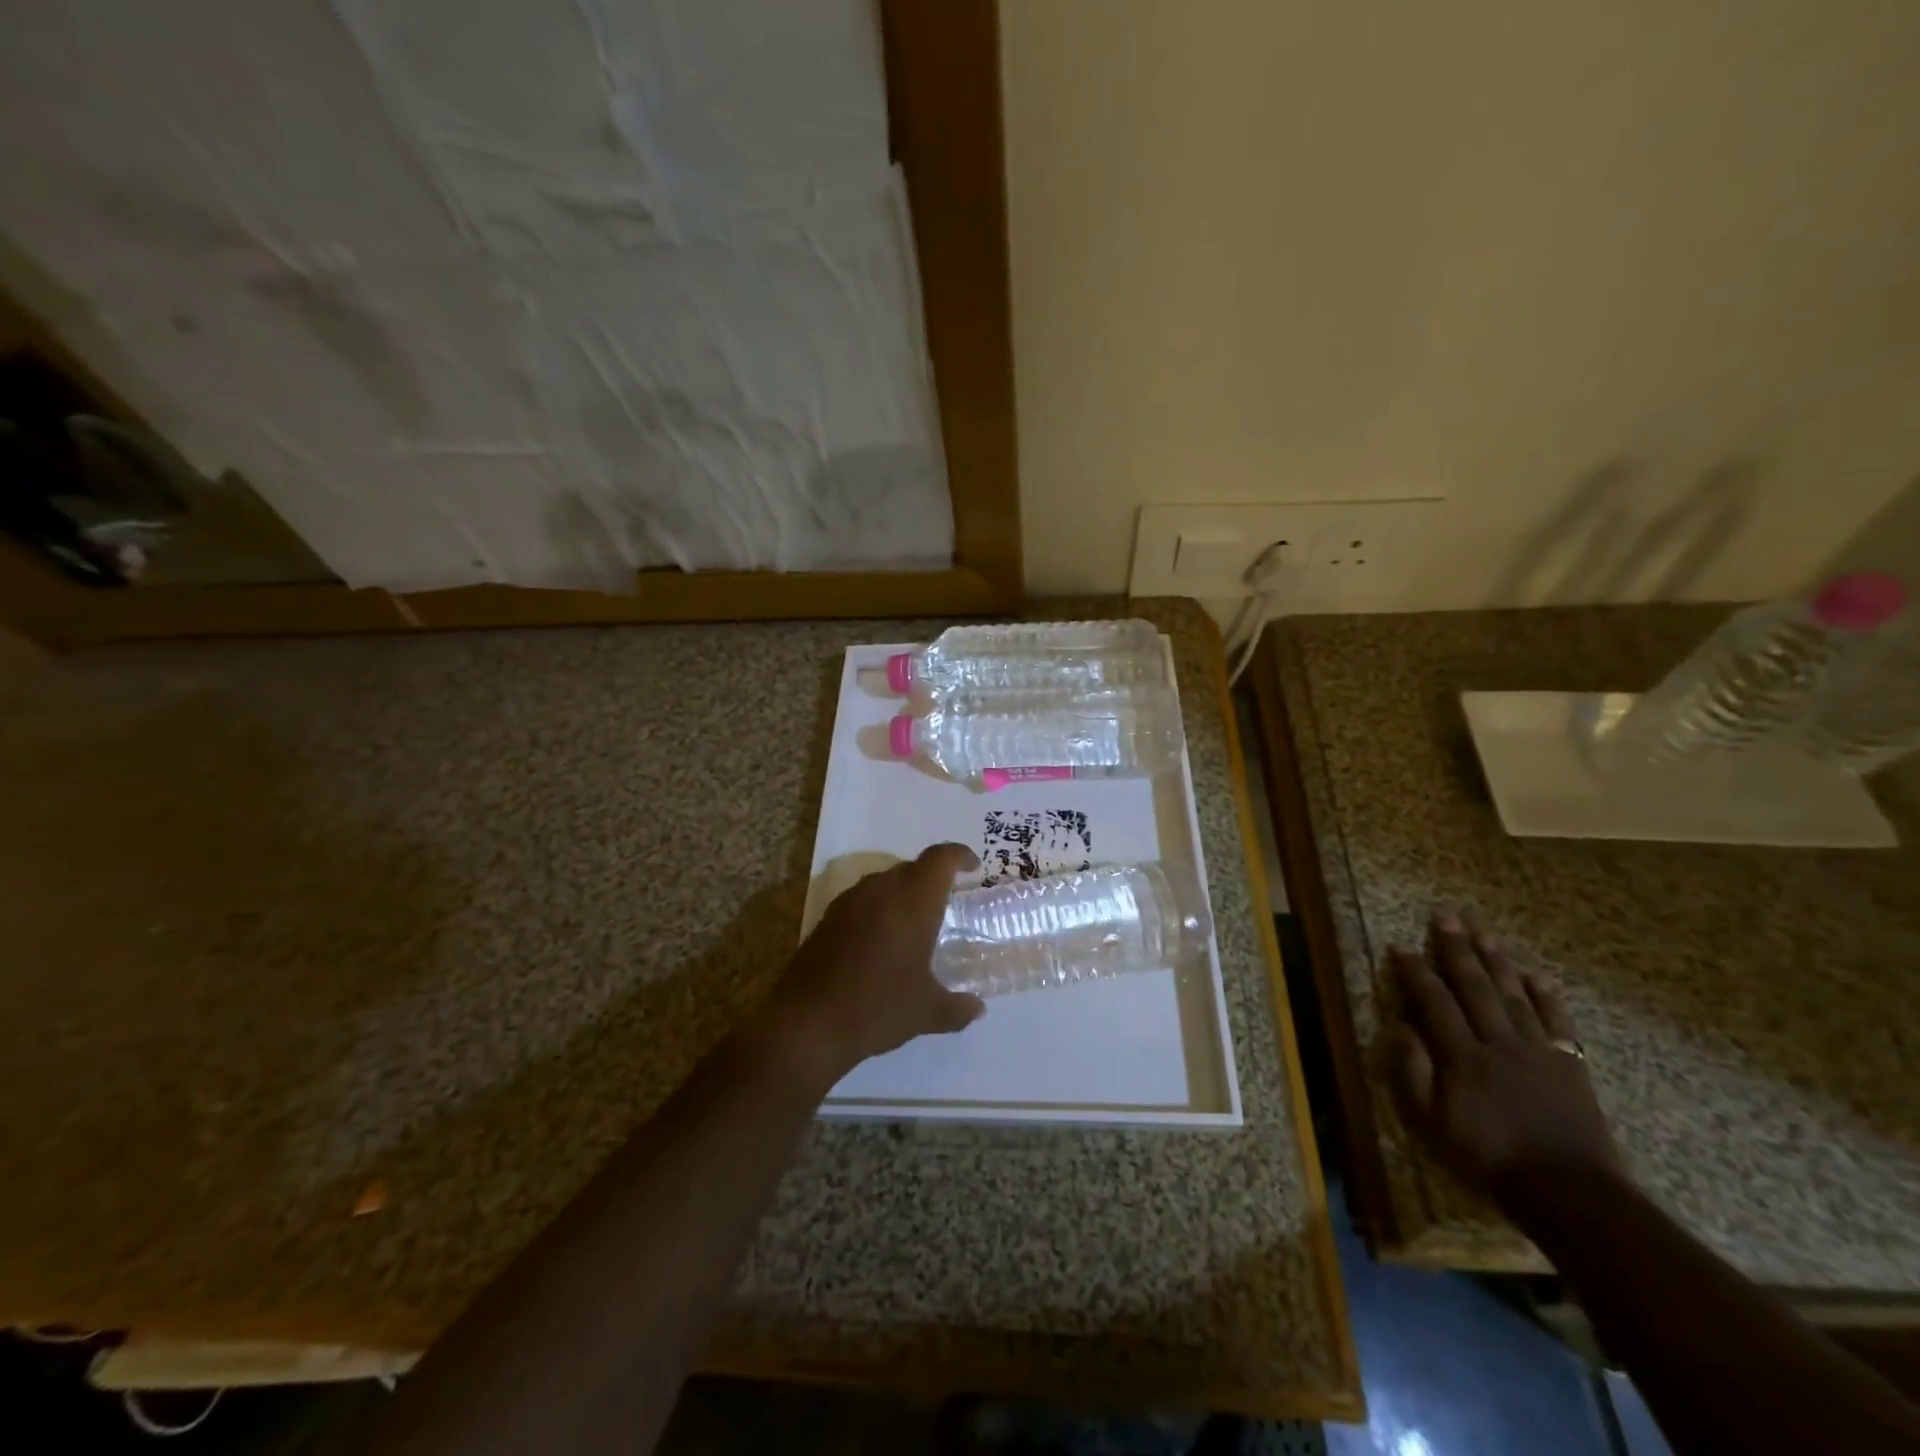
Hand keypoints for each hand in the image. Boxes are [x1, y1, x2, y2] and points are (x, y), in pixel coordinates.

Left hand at [762, 843, 985, 1090]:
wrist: (808, 1023)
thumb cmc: (879, 1007)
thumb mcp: (927, 1012)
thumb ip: (957, 1008)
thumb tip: (977, 1009)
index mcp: (913, 900)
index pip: (941, 859)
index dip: (960, 856)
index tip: (974, 867)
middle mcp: (881, 890)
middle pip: (912, 867)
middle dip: (932, 879)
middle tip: (946, 904)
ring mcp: (849, 902)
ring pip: (884, 882)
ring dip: (903, 894)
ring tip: (914, 925)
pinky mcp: (826, 919)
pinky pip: (861, 901)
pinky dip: (878, 910)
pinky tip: (880, 943)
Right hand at [1392, 915, 1624, 1207]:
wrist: (1568, 1191)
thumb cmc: (1489, 1157)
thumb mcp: (1432, 1122)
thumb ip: (1414, 1072)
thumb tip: (1402, 1028)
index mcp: (1462, 1055)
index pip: (1434, 1001)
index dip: (1416, 971)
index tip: (1401, 947)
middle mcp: (1498, 1042)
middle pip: (1475, 987)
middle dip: (1458, 950)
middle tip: (1446, 918)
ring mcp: (1538, 1051)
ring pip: (1514, 995)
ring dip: (1498, 962)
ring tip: (1485, 933)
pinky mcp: (1570, 1065)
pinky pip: (1557, 1022)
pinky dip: (1547, 997)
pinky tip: (1538, 977)